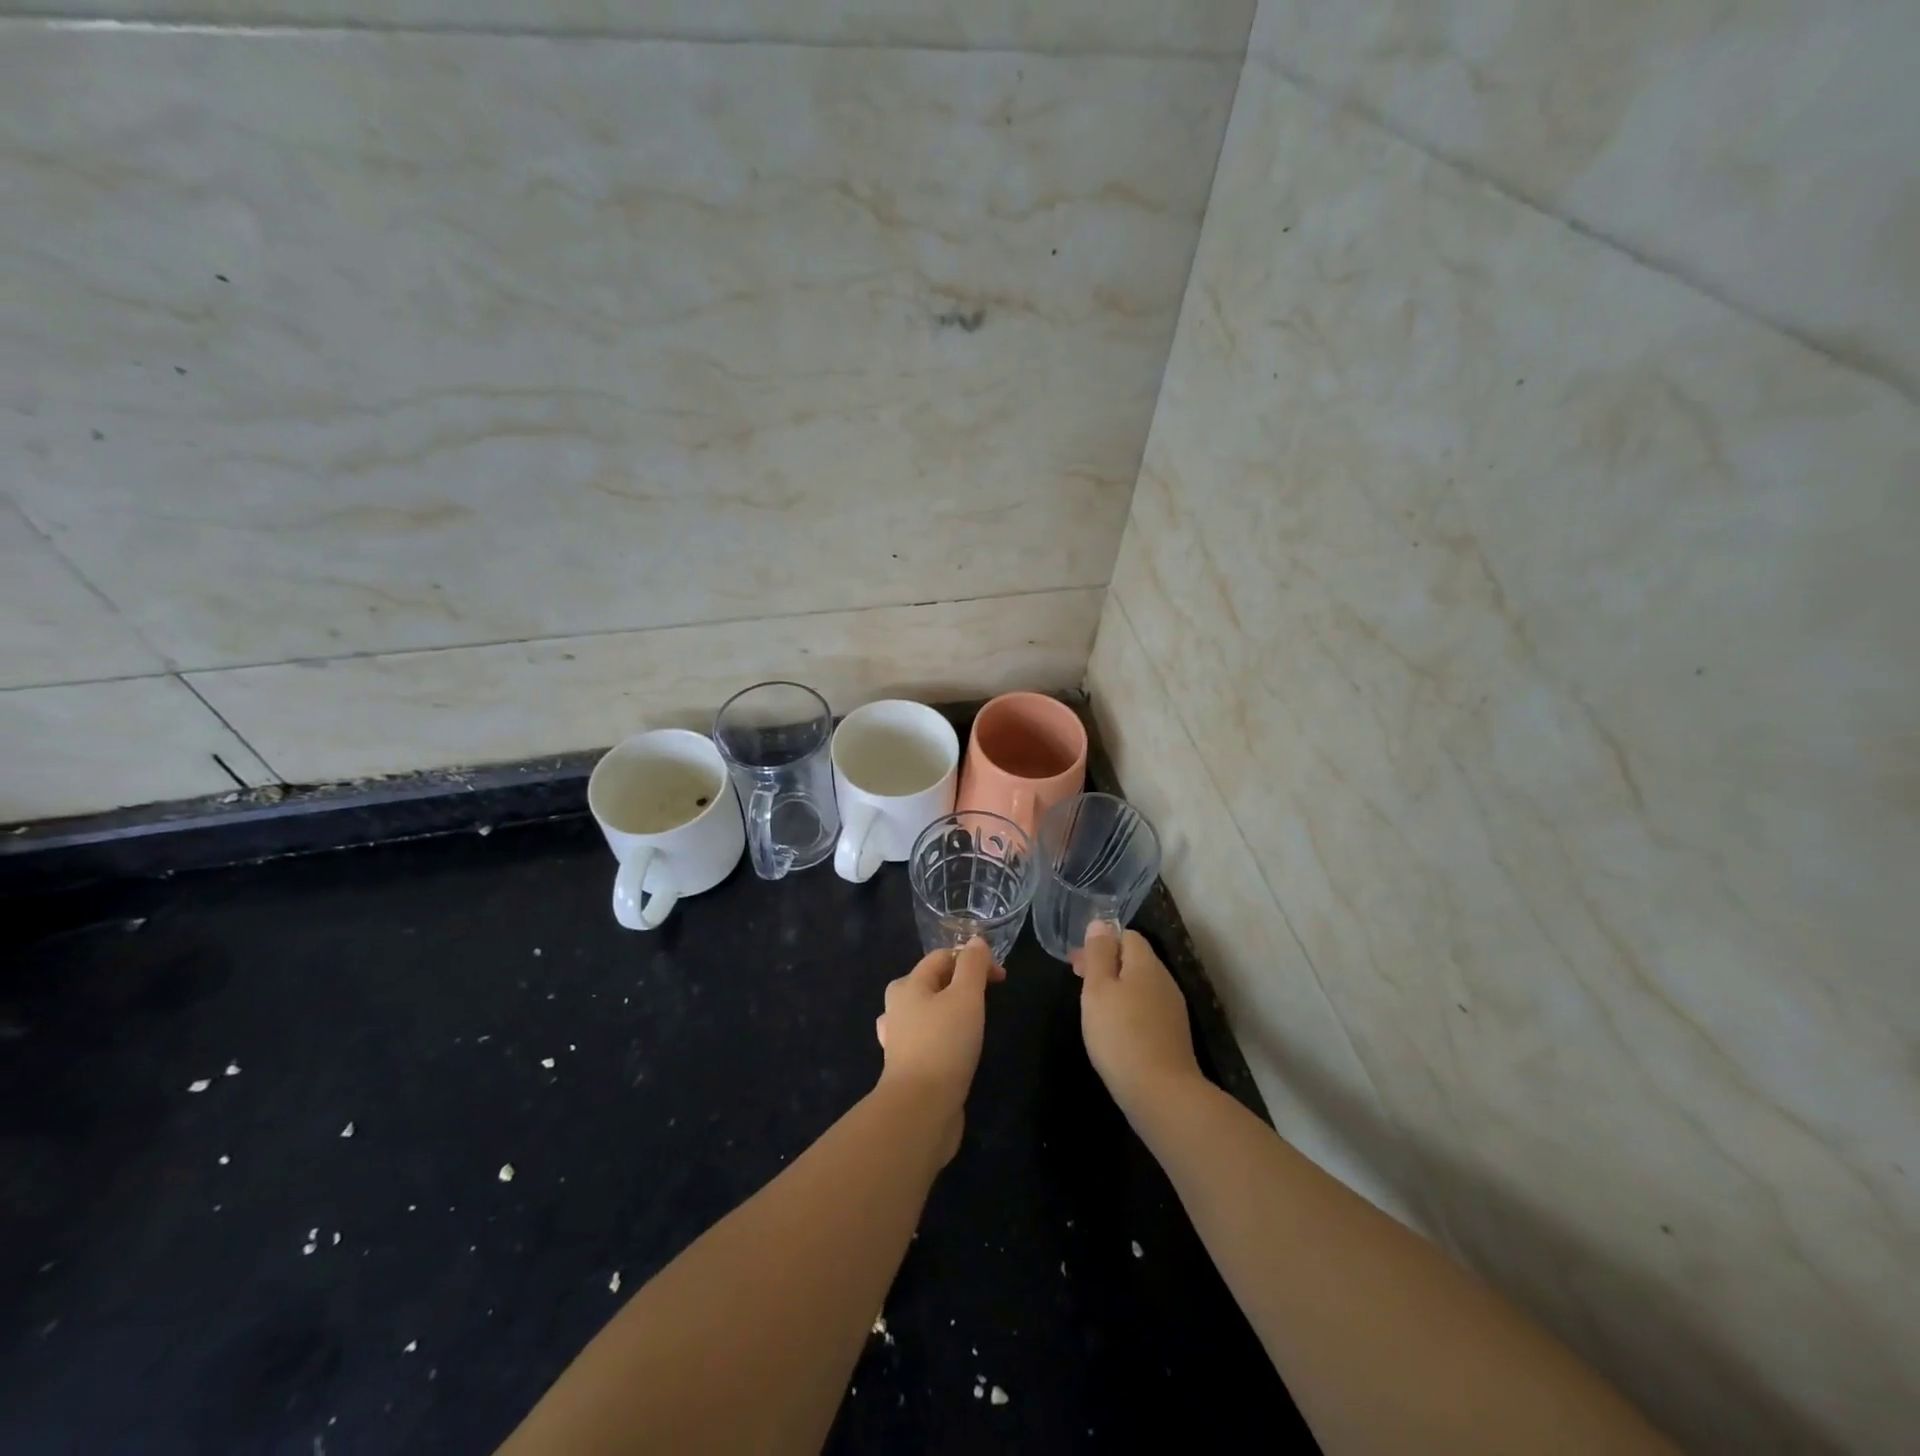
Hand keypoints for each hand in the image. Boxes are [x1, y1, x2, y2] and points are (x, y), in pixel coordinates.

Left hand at [875, 938, 1003, 1126]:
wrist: (920, 1109)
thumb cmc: (944, 1044)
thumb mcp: (966, 997)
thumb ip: (972, 966)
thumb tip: (976, 941)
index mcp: (907, 984)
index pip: (942, 956)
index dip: (973, 960)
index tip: (1001, 978)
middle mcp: (897, 1006)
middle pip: (933, 982)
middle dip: (961, 984)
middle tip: (988, 1000)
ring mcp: (898, 1038)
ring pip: (928, 1011)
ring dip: (950, 1010)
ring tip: (973, 1023)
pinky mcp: (906, 1065)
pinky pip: (927, 1038)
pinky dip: (943, 1036)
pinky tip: (953, 1048)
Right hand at [1074, 923, 1202, 1118]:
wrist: (1161, 1092)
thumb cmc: (1120, 1034)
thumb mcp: (1098, 989)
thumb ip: (1099, 954)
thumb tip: (1100, 923)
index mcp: (1146, 963)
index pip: (1127, 935)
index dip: (1101, 943)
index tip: (1077, 964)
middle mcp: (1164, 980)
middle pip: (1134, 960)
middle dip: (1106, 965)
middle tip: (1079, 983)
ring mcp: (1172, 1008)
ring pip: (1140, 985)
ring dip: (1117, 988)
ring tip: (1094, 1008)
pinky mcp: (1173, 1034)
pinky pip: (1147, 1008)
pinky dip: (1128, 1009)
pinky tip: (1115, 1030)